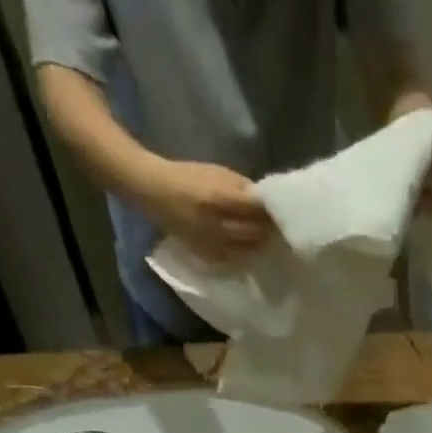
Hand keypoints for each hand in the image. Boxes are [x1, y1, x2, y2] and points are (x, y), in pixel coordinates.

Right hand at [130, 159, 273, 263]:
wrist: (152, 191)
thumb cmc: (187, 177)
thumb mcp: (216, 172)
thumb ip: (242, 187)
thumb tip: (266, 201)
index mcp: (219, 198)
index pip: (256, 210)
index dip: (270, 211)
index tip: (278, 210)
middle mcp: (217, 225)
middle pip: (256, 233)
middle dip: (267, 229)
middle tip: (274, 226)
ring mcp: (212, 244)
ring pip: (248, 250)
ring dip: (258, 244)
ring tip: (262, 237)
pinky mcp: (207, 256)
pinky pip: (235, 260)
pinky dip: (244, 253)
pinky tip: (246, 247)